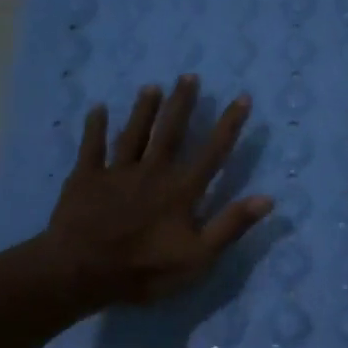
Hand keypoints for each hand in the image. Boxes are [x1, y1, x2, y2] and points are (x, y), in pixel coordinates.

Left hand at [43, 75, 272, 307]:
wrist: (81, 271)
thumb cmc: (144, 269)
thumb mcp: (198, 257)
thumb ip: (230, 226)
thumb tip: (267, 198)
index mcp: (181, 190)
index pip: (212, 152)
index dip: (229, 125)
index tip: (241, 98)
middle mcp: (152, 172)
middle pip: (170, 131)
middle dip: (182, 103)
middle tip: (189, 76)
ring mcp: (117, 172)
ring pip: (134, 133)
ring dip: (144, 109)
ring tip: (152, 86)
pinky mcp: (86, 178)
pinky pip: (92, 147)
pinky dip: (95, 127)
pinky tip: (97, 109)